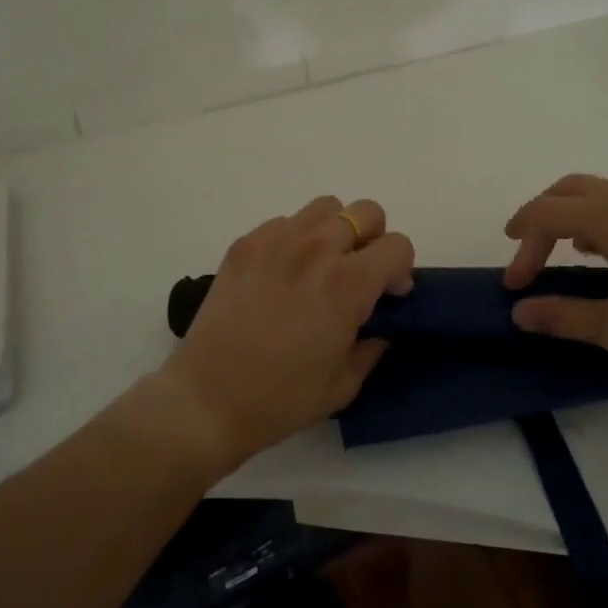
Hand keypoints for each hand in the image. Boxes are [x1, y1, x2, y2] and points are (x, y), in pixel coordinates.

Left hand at [156, 196, 414, 473]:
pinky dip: (295, 239)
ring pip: (325, 207)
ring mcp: (276, 241)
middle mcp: (316, 249)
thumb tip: (379, 326)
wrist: (207, 399)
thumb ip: (372, 346)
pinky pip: (284, 222)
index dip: (401, 270)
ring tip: (320, 267)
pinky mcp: (245, 244)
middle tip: (358, 275)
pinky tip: (283, 274)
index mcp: (348, 284)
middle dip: (373, 240)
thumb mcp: (344, 384)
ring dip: (335, 231)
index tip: (387, 296)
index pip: (398, 245)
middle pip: (366, 212)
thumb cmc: (282, 399)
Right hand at [503, 174, 607, 377]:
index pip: (546, 214)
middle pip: (568, 189)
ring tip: (560, 253)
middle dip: (539, 217)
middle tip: (525, 252)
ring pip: (598, 192)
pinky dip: (597, 218)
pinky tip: (605, 254)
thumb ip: (563, 316)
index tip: (516, 285)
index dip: (522, 245)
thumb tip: (520, 311)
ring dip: (569, 215)